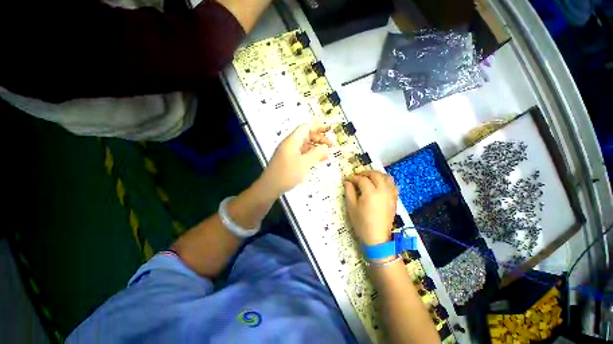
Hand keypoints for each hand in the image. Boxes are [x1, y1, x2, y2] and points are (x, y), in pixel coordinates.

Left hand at [260, 123, 332, 195]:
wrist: (269, 187)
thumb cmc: (287, 174)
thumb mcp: (304, 163)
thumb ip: (317, 153)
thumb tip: (325, 147)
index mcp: (292, 140)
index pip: (306, 127)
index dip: (318, 127)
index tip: (330, 131)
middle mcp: (290, 144)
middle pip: (306, 136)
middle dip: (319, 139)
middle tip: (331, 145)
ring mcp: (288, 152)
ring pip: (305, 146)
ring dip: (316, 148)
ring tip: (327, 155)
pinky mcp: (288, 160)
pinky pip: (302, 154)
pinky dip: (310, 155)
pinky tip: (317, 161)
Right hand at [344, 171, 397, 244]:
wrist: (377, 238)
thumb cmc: (361, 223)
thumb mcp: (351, 207)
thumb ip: (349, 192)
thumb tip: (347, 182)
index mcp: (370, 193)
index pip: (362, 179)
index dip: (354, 178)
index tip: (348, 179)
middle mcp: (383, 190)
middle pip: (376, 175)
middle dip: (366, 173)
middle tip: (358, 176)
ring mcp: (391, 194)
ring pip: (386, 177)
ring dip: (377, 175)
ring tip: (369, 178)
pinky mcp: (394, 199)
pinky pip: (393, 185)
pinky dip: (386, 181)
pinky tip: (380, 185)